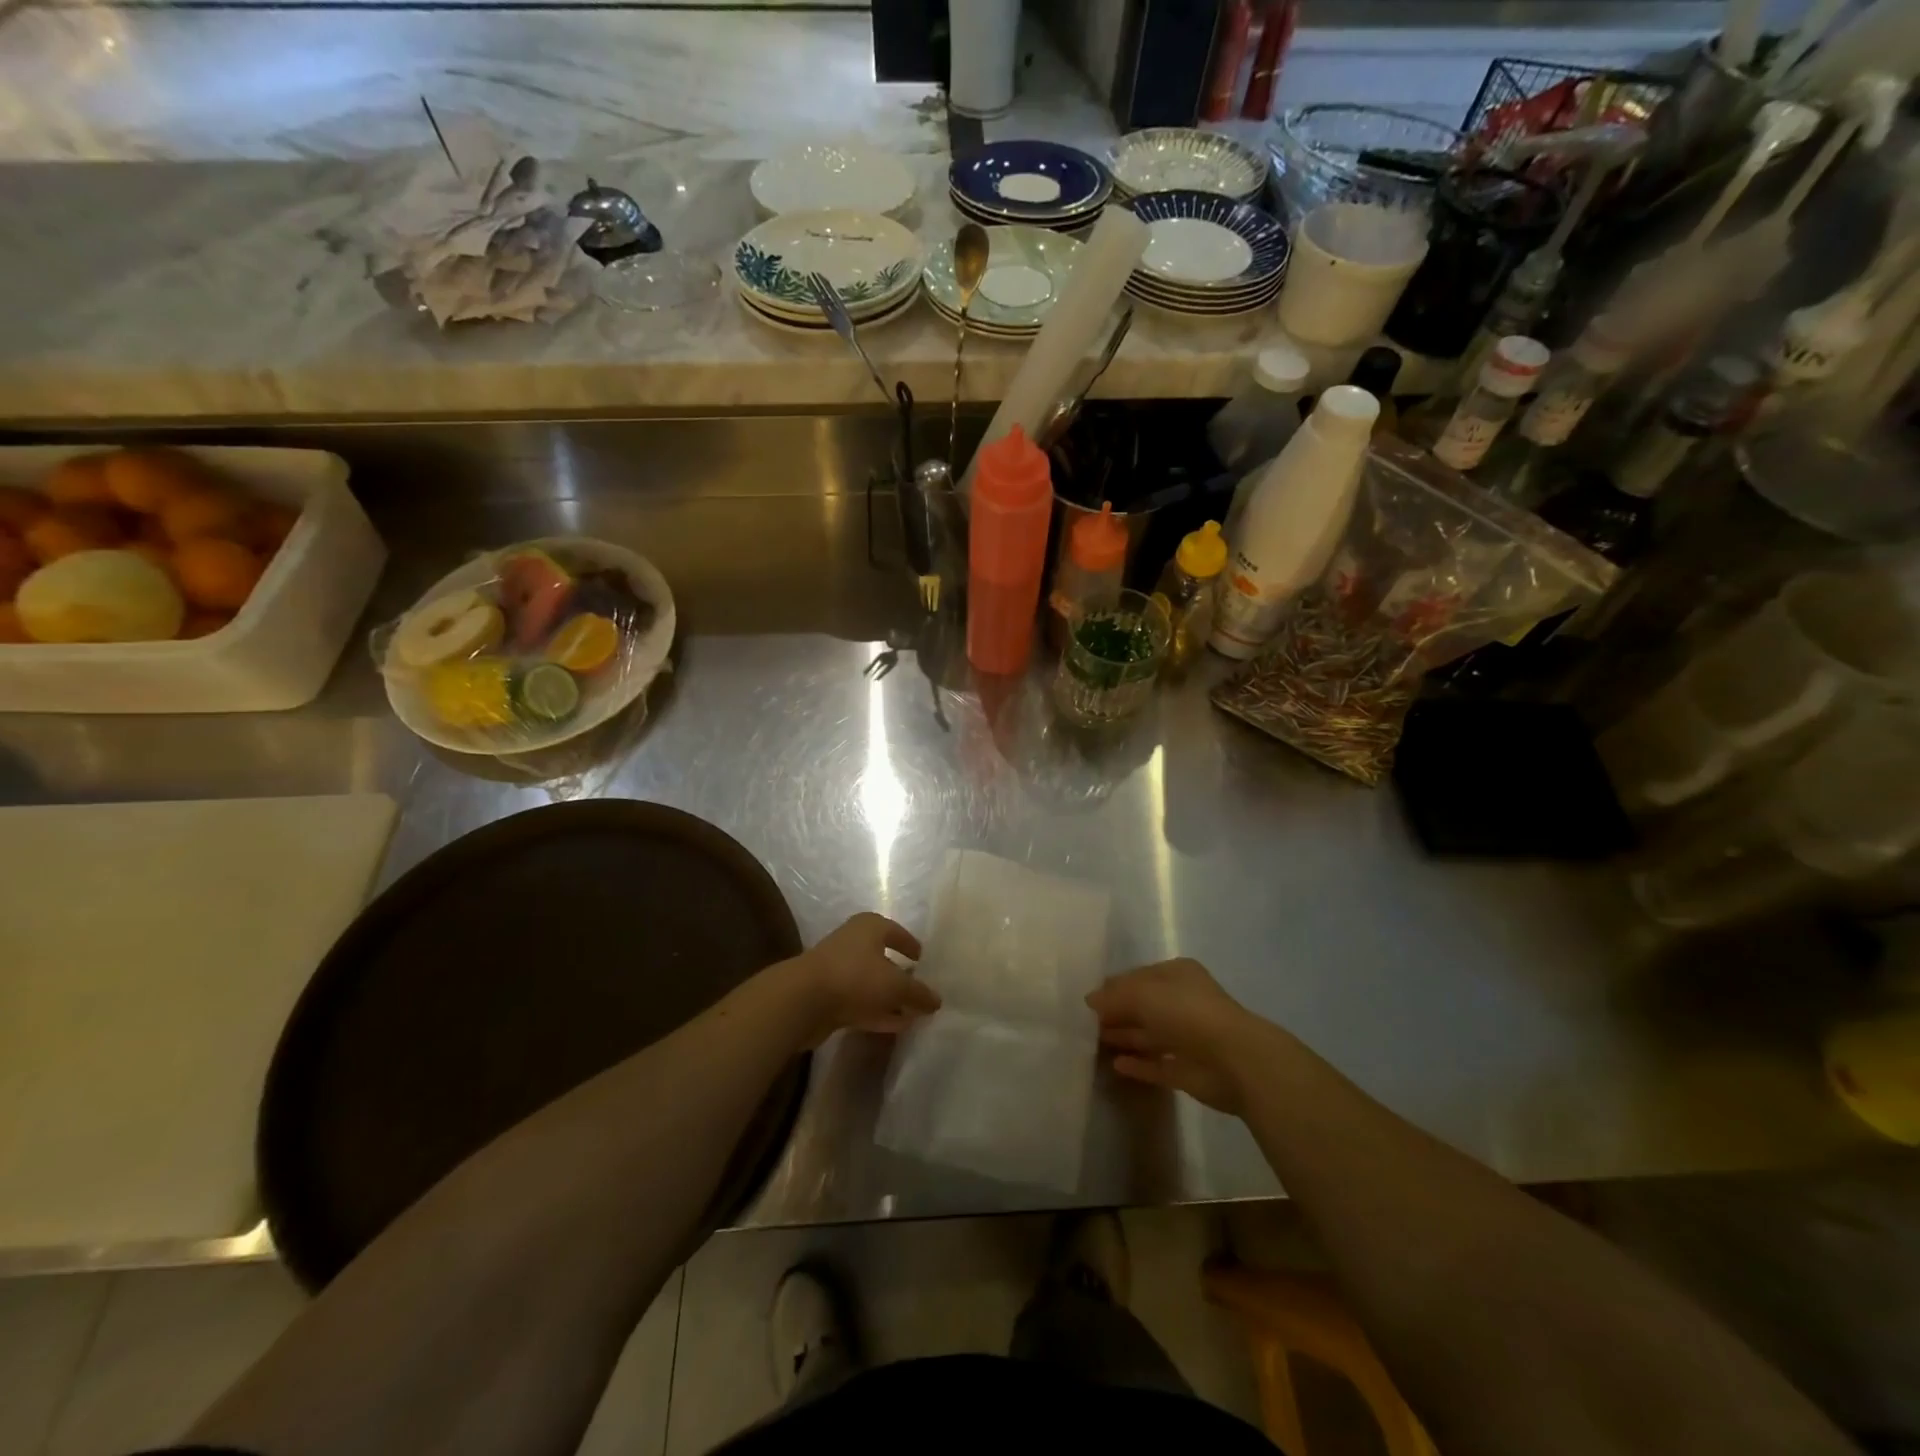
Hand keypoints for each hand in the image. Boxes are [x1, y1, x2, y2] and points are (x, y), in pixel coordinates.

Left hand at [787, 912, 939, 1047]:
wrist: (803, 1000)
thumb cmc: (855, 977)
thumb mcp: (896, 985)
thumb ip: (919, 993)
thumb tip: (936, 1000)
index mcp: (869, 927)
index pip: (896, 932)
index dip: (910, 945)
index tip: (922, 960)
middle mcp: (852, 942)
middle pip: (882, 958)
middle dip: (900, 976)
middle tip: (919, 992)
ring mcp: (837, 969)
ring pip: (870, 983)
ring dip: (889, 999)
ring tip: (911, 1015)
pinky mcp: (827, 995)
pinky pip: (859, 1002)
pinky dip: (876, 1012)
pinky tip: (893, 1026)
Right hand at [1085, 958, 1268, 1113]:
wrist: (1234, 1060)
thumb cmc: (1187, 1013)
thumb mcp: (1142, 994)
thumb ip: (1114, 996)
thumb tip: (1090, 1000)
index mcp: (1177, 975)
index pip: (1139, 977)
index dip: (1114, 987)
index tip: (1089, 1000)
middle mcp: (1184, 1002)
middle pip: (1143, 1006)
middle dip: (1117, 1013)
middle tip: (1086, 1023)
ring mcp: (1188, 1038)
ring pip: (1150, 1035)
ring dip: (1125, 1037)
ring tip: (1093, 1042)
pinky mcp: (1189, 1071)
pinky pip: (1158, 1065)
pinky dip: (1139, 1065)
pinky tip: (1116, 1065)